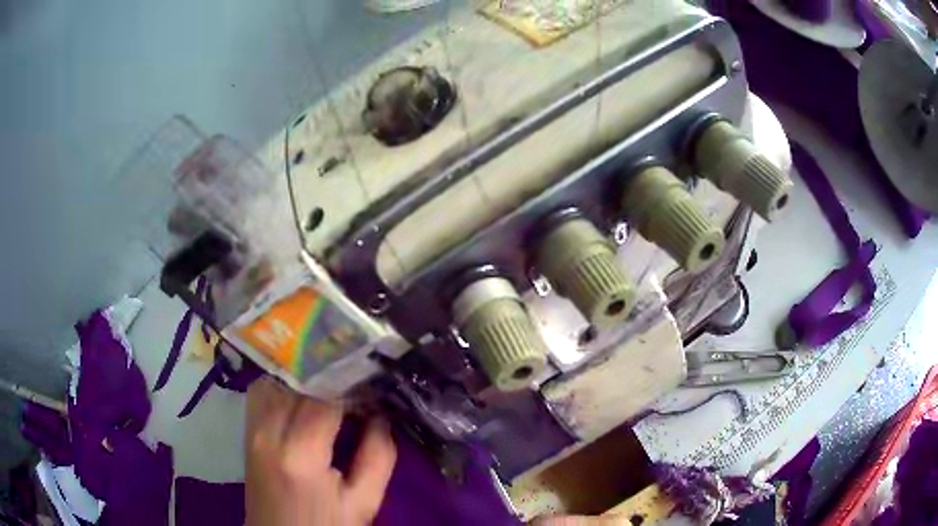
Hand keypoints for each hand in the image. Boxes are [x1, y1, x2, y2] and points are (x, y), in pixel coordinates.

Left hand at [245, 377, 396, 524]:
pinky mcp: (246, 433)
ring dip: (304, 376)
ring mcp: (252, 431)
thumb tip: (381, 415)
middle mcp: (268, 432)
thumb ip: (378, 457)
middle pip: (295, 379)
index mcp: (301, 454)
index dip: (350, 380)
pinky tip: (304, 395)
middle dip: (328, 372)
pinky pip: (262, 391)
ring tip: (331, 384)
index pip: (324, 395)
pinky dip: (284, 384)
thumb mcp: (363, 503)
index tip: (373, 376)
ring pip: (274, 378)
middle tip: (356, 376)